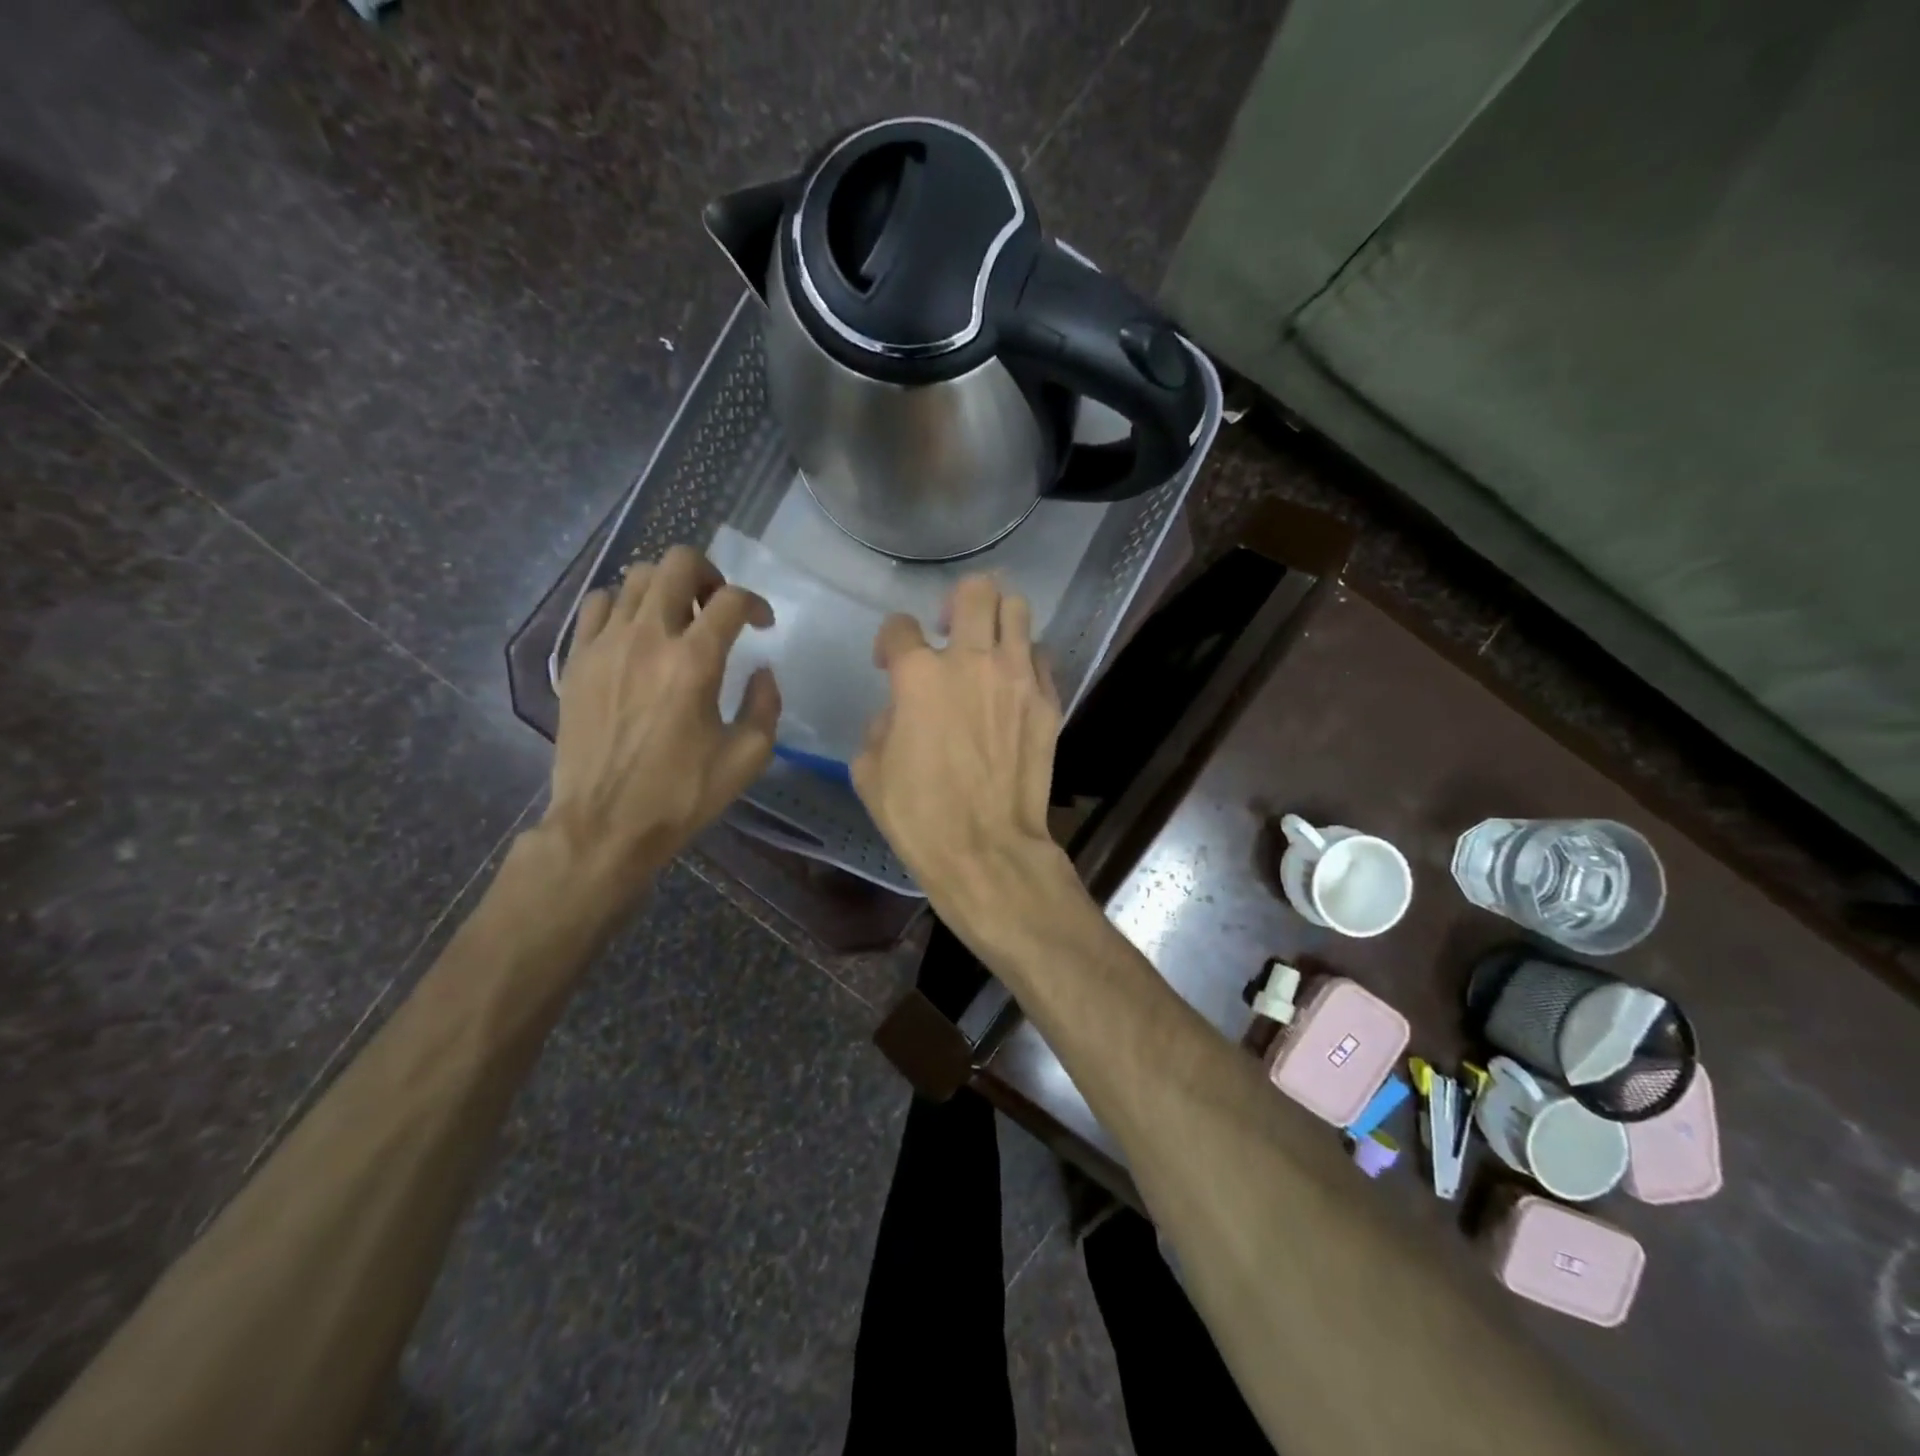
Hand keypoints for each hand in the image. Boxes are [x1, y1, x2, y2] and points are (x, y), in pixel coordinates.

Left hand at [541, 546, 778, 905]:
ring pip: (636, 577)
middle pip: (678, 564)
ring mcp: (605, 644)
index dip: (756, 603)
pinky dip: (624, 606)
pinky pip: (598, 604)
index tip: (762, 625)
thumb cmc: (681, 795)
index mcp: (694, 662)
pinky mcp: (577, 660)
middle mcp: (647, 638)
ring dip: (667, 588)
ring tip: (677, 619)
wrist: (604, 825)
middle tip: (717, 608)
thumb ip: (765, 705)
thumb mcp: (747, 758)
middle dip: (709, 575)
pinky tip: (635, 634)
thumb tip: (762, 672)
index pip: (731, 600)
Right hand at [852, 575, 1071, 942]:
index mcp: (920, 675)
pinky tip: (1012, 685)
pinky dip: (1024, 659)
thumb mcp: (869, 770)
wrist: (987, 850)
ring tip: (986, 646)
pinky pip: (1040, 656)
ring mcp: (1018, 677)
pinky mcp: (1049, 701)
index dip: (889, 641)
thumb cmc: (920, 816)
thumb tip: (899, 710)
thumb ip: (881, 723)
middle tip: (949, 629)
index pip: (900, 626)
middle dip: (957, 600)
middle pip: (975, 590)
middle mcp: (972, 661)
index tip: (889, 663)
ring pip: (1018, 609)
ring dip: (997, 619)